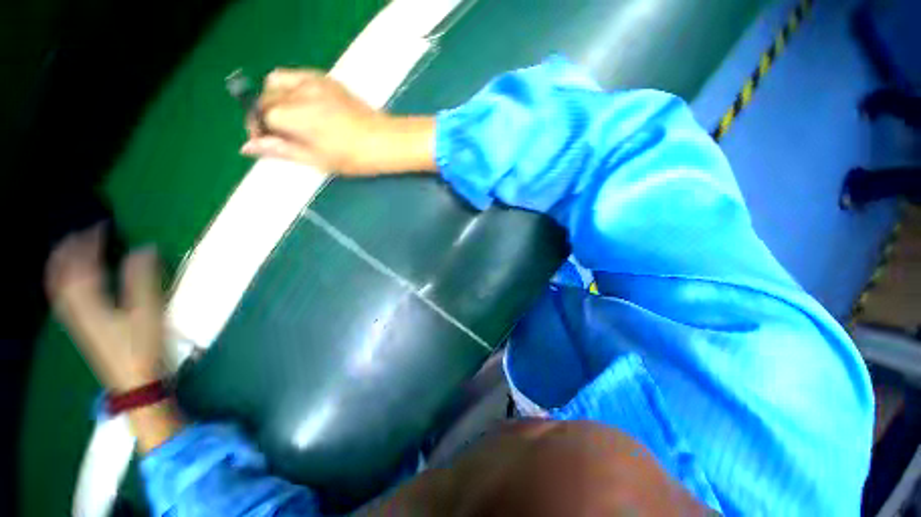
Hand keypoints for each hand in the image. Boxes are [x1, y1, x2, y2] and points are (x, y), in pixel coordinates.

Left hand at [46, 225, 165, 392]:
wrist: (134, 381)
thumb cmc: (142, 346)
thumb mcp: (148, 312)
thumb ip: (144, 279)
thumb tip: (145, 249)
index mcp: (90, 302)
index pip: (82, 264)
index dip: (90, 242)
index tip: (102, 226)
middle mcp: (75, 307)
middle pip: (61, 273)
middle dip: (70, 249)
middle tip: (84, 232)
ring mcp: (76, 318)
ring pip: (58, 284)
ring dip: (62, 263)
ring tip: (72, 248)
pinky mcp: (81, 326)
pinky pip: (63, 296)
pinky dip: (63, 281)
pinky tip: (72, 278)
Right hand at [240, 68, 435, 174]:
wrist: (384, 141)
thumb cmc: (353, 157)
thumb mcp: (315, 160)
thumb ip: (280, 150)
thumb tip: (247, 147)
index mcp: (295, 115)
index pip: (260, 114)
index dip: (259, 129)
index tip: (267, 142)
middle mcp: (299, 92)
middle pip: (266, 97)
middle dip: (264, 115)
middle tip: (280, 135)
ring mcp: (313, 81)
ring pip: (277, 81)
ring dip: (274, 97)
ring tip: (290, 118)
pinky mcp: (327, 79)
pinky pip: (296, 75)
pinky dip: (290, 87)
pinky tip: (303, 105)